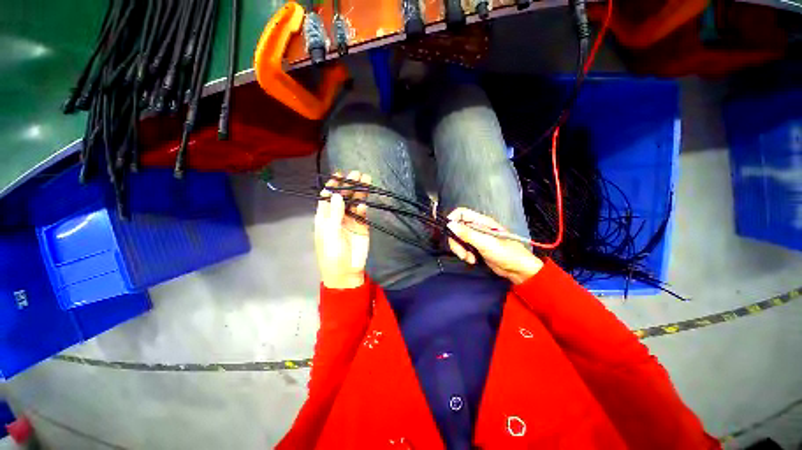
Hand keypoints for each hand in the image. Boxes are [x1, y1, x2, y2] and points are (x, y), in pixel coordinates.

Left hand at [315, 171, 370, 288]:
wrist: (346, 271)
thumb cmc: (331, 253)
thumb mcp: (329, 233)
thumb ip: (334, 214)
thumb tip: (337, 195)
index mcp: (325, 217)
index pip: (328, 197)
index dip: (333, 185)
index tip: (339, 174)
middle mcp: (338, 216)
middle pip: (344, 197)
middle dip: (349, 185)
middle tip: (357, 173)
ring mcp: (351, 220)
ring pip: (355, 202)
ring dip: (360, 192)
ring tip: (366, 180)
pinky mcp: (362, 226)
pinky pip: (363, 214)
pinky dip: (363, 208)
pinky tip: (363, 204)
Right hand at [446, 208, 543, 284]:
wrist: (518, 269)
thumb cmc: (506, 253)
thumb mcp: (485, 242)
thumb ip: (467, 233)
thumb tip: (450, 225)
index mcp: (481, 221)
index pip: (461, 213)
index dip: (452, 220)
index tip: (449, 231)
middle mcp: (477, 227)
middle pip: (457, 228)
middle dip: (456, 241)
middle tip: (461, 252)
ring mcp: (476, 238)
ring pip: (459, 239)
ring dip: (460, 250)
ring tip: (469, 258)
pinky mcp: (476, 248)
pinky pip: (463, 248)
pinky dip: (464, 254)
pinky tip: (472, 260)